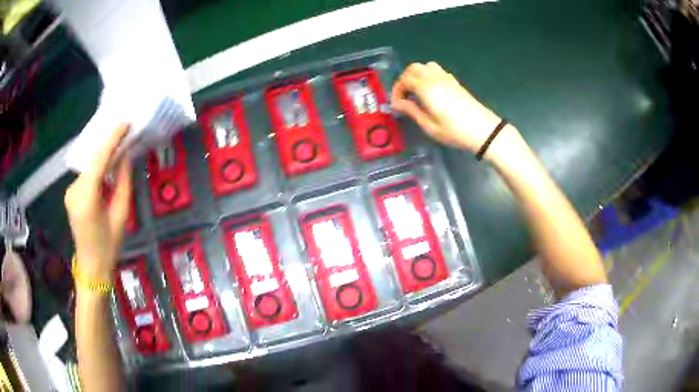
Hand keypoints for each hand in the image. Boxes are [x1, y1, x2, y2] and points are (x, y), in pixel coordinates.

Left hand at [65, 124, 131, 282]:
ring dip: (103, 156)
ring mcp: (70, 191)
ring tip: (119, 146)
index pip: (99, 159)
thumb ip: (123, 183)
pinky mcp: (71, 194)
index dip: (112, 139)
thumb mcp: (121, 215)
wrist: (91, 267)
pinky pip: (86, 174)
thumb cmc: (109, 246)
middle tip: (125, 132)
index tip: (125, 123)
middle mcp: (74, 189)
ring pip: (89, 166)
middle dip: (108, 145)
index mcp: (86, 197)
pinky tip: (107, 166)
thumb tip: (126, 158)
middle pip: (92, 160)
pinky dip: (97, 167)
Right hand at [391, 62, 503, 152]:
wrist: (484, 130)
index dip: (397, 90)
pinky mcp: (455, 82)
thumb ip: (412, 111)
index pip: (405, 80)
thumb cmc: (455, 131)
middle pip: (414, 68)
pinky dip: (428, 75)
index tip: (397, 104)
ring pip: (426, 66)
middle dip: (405, 79)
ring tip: (416, 91)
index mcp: (426, 88)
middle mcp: (435, 78)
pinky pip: (437, 71)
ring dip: (417, 75)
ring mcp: (446, 78)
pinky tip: (430, 91)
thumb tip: (397, 103)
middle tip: (404, 95)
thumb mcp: (429, 126)